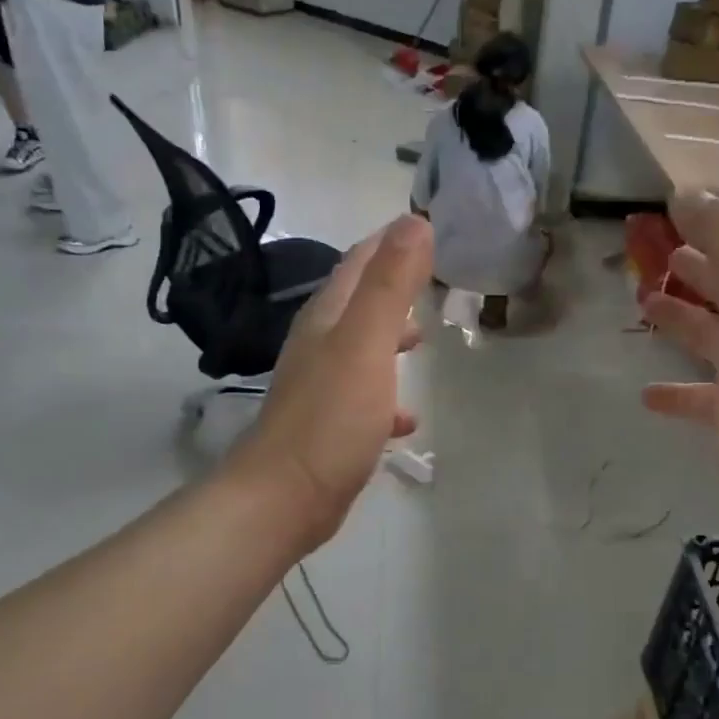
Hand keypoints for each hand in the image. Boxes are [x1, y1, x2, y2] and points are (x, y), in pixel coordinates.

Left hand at [225, 216, 431, 549]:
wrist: (285, 496)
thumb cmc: (331, 416)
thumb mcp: (367, 343)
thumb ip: (391, 284)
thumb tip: (416, 222)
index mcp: (327, 318)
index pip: (359, 262)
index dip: (390, 242)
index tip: (426, 228)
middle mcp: (320, 345)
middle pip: (359, 304)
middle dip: (393, 289)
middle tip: (433, 282)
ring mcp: (321, 387)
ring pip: (361, 350)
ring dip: (390, 339)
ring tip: (423, 340)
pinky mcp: (328, 426)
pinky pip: (364, 399)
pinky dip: (387, 396)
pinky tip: (407, 417)